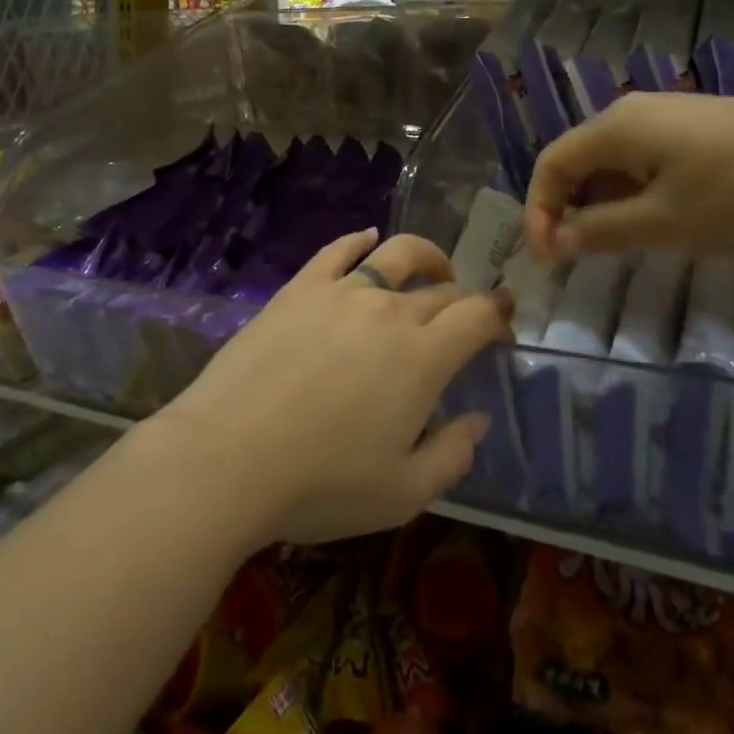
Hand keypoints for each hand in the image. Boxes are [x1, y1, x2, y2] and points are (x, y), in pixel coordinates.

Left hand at [156, 229, 512, 547]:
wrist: (229, 454)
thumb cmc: (321, 483)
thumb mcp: (402, 494)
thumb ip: (452, 455)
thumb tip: (478, 418)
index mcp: (422, 357)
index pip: (477, 316)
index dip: (499, 314)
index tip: (505, 323)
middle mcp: (388, 310)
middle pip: (441, 289)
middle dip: (464, 298)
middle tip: (468, 314)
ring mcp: (341, 292)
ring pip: (395, 255)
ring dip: (426, 257)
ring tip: (434, 269)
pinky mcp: (300, 288)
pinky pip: (338, 251)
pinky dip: (359, 240)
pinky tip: (367, 239)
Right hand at [525, 92, 733, 260]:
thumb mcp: (667, 222)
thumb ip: (602, 231)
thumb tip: (555, 241)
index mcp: (617, 126)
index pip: (552, 163)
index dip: (539, 211)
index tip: (548, 263)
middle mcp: (636, 112)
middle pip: (581, 161)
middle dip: (570, 210)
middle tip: (579, 259)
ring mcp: (674, 117)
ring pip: (617, 163)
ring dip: (606, 206)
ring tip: (623, 249)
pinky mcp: (704, 129)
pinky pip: (650, 161)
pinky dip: (640, 195)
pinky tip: (668, 223)